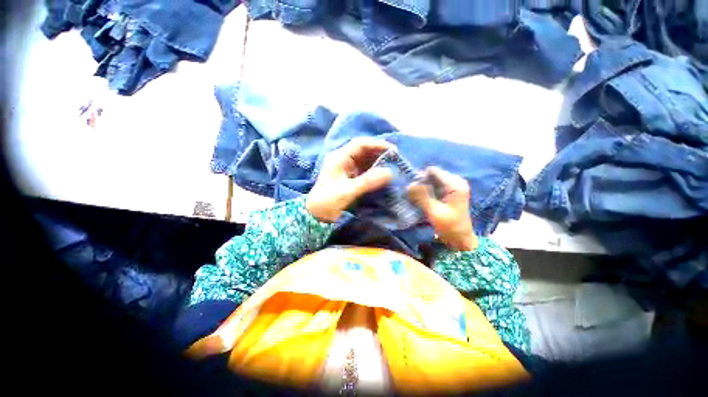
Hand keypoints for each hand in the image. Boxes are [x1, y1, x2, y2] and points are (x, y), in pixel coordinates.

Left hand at [306, 138, 394, 222]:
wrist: (316, 215)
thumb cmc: (328, 201)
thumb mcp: (347, 191)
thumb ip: (368, 181)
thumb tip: (390, 173)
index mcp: (339, 158)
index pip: (360, 144)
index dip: (377, 144)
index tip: (393, 150)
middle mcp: (343, 160)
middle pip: (364, 150)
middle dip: (380, 153)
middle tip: (396, 159)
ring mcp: (347, 168)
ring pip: (366, 160)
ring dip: (379, 162)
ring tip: (393, 166)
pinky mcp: (350, 177)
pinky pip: (365, 170)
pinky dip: (375, 171)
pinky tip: (384, 175)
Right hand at [408, 167, 477, 250]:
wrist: (461, 239)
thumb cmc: (450, 227)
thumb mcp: (434, 211)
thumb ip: (422, 196)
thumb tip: (408, 184)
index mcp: (455, 184)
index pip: (432, 171)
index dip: (420, 178)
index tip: (412, 190)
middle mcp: (455, 181)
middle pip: (432, 175)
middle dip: (421, 183)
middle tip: (413, 196)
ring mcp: (453, 186)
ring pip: (432, 180)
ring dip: (423, 188)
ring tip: (417, 199)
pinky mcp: (450, 191)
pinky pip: (435, 186)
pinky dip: (427, 191)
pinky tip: (423, 200)